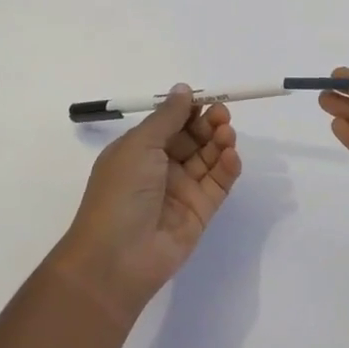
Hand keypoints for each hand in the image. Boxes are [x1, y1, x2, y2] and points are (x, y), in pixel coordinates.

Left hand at [52, 86, 241, 321]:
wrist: (117, 258)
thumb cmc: (120, 193)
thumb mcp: (139, 146)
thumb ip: (167, 117)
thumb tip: (183, 89)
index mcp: (138, 150)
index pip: (169, 123)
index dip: (188, 110)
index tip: (206, 98)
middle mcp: (159, 168)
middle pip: (192, 138)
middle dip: (208, 124)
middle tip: (222, 115)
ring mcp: (181, 191)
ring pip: (207, 159)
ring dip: (219, 142)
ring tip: (227, 134)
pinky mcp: (200, 212)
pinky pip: (218, 184)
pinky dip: (227, 168)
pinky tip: (231, 156)